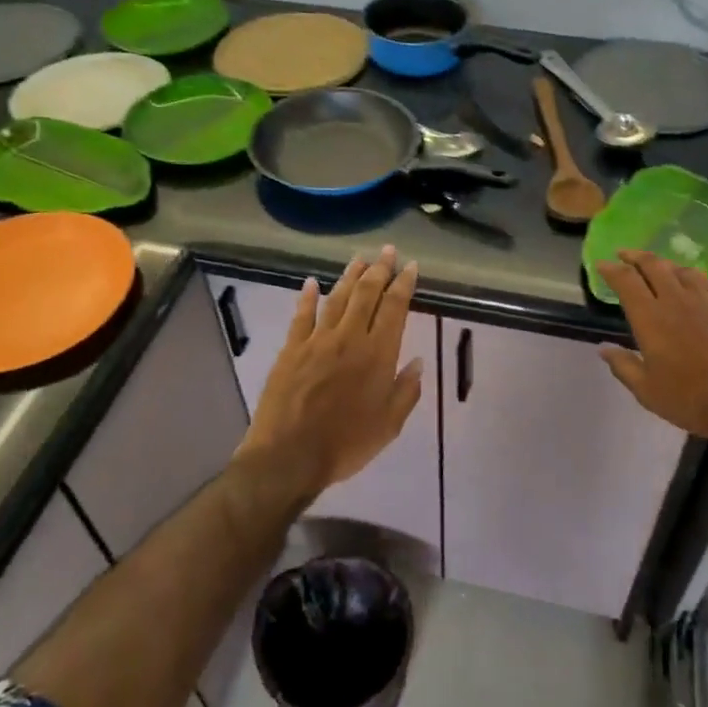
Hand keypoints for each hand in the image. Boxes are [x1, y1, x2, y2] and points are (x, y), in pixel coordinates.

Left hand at [234, 246, 423, 503]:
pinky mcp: (291, 349)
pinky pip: (301, 316)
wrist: (289, 456)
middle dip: (379, 269)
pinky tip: (310, 283)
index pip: (395, 308)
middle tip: (388, 250)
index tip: (410, 266)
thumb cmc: (346, 444)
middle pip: (367, 294)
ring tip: (359, 258)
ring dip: (349, 276)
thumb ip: (406, 391)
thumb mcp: (389, 425)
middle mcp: (349, 338)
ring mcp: (317, 341)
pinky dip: (306, 297)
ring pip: (337, 298)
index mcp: (378, 355)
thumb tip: (418, 361)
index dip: (404, 284)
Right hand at [595, 250, 707, 455]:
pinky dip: (695, 276)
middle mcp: (677, 302)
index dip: (611, 269)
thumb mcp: (648, 392)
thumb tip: (604, 349)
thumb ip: (624, 366)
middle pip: (654, 266)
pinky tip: (694, 279)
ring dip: (665, 264)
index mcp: (651, 319)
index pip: (626, 281)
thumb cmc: (693, 401)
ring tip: (657, 266)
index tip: (601, 263)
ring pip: (682, 271)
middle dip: (636, 256)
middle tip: (624, 254)